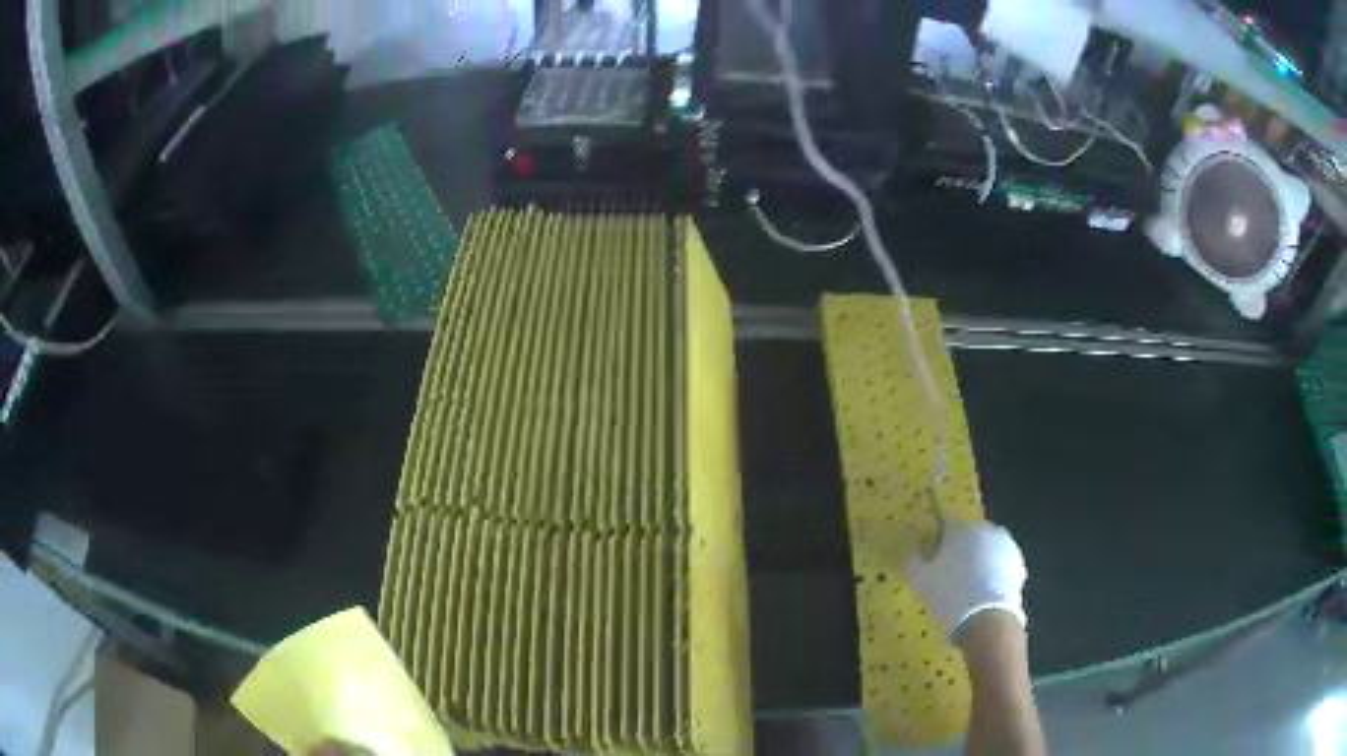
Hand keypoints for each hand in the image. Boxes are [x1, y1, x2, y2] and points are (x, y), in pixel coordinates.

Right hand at [905, 520, 1027, 639]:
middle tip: (949, 576)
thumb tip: (914, 552)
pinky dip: (993, 575)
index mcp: (961, 528)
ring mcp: (1006, 546)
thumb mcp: (920, 581)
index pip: (945, 527)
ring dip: (979, 563)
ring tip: (967, 589)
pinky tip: (983, 595)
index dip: (937, 544)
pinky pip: (1000, 566)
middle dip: (961, 552)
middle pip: (969, 538)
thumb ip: (914, 561)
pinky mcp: (1019, 565)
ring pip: (986, 551)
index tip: (931, 562)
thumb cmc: (950, 595)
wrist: (988, 620)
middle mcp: (986, 530)